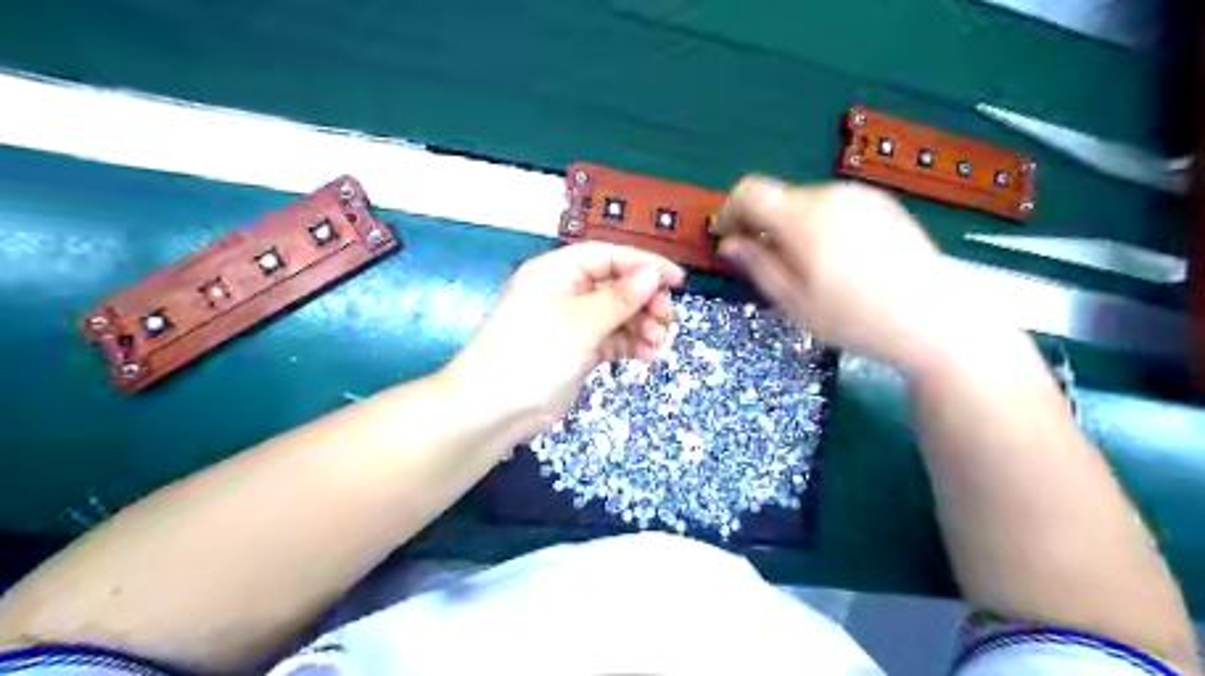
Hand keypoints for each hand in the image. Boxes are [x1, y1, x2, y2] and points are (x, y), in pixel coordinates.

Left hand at [443, 242, 686, 437]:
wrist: (496, 409)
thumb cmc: (535, 353)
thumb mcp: (581, 322)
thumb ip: (620, 298)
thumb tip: (653, 274)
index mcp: (558, 271)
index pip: (608, 256)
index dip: (644, 265)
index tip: (677, 280)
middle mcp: (565, 291)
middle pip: (616, 286)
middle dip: (645, 302)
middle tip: (666, 320)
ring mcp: (572, 322)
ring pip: (617, 315)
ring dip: (641, 327)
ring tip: (657, 345)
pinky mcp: (577, 349)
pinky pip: (611, 339)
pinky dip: (629, 345)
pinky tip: (647, 356)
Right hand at [714, 178, 978, 374]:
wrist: (934, 319)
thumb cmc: (855, 318)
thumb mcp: (795, 302)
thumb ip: (758, 266)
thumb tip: (729, 244)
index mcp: (803, 218)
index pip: (749, 191)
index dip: (730, 211)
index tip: (727, 237)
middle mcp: (831, 195)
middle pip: (779, 197)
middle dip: (762, 224)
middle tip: (765, 263)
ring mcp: (861, 196)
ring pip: (806, 202)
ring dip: (792, 225)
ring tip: (805, 266)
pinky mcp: (883, 204)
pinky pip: (835, 206)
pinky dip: (820, 224)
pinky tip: (838, 259)